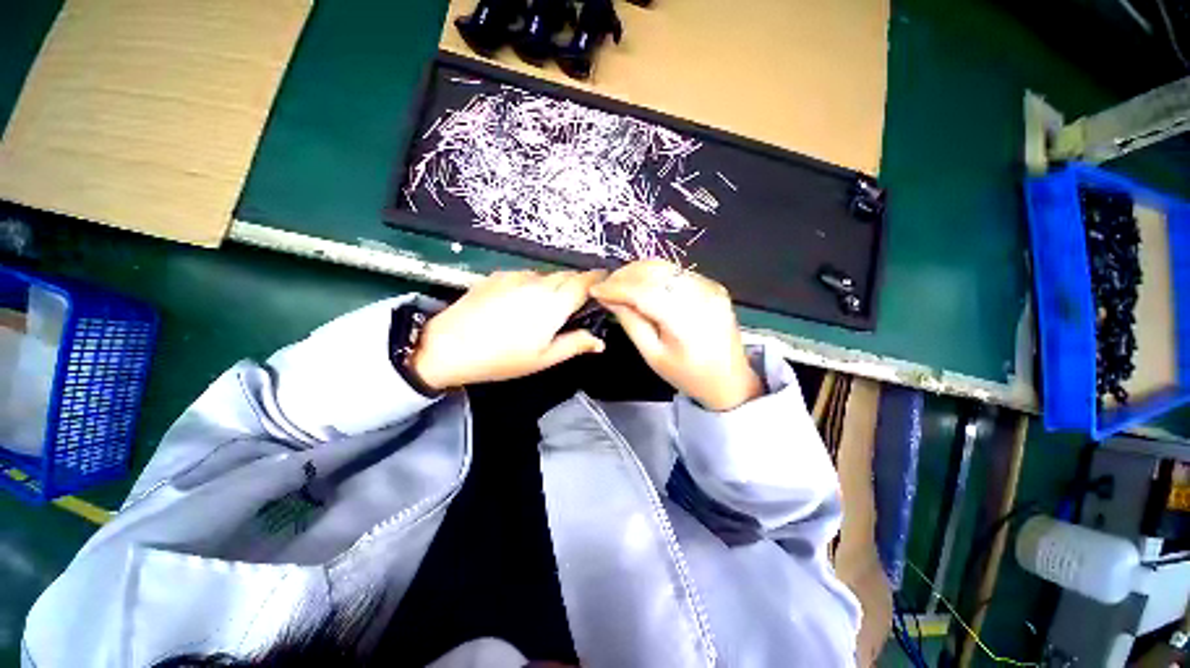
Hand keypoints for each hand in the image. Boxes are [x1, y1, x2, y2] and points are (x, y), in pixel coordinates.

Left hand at [410, 270, 606, 389]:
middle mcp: (538, 282)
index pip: (585, 281)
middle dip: (577, 284)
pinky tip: (520, 304)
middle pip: (567, 275)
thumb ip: (576, 345)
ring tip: (546, 308)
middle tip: (576, 305)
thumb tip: (599, 341)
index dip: (598, 280)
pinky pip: (526, 276)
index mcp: (554, 302)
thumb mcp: (544, 359)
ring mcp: (516, 275)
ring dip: (554, 285)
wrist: (448, 346)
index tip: (604, 286)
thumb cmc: (502, 358)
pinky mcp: (498, 275)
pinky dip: (533, 285)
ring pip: (546, 275)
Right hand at [590, 261, 761, 410]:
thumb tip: (609, 298)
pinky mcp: (713, 286)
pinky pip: (678, 273)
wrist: (730, 380)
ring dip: (638, 272)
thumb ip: (630, 322)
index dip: (616, 287)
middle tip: (606, 285)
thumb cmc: (687, 375)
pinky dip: (656, 275)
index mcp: (685, 321)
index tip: (596, 290)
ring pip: (666, 267)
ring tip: (620, 284)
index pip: (644, 292)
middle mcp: (701, 296)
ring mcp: (710, 288)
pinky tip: (644, 285)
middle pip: (656, 272)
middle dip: (625, 274)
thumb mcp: (652, 355)